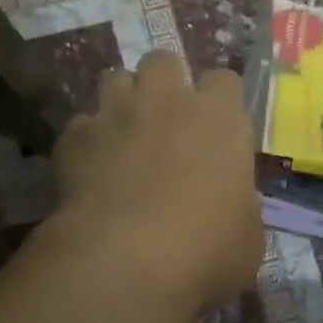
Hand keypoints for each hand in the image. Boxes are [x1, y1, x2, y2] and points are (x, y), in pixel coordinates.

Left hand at [52, 51, 263, 311]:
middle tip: (166, 119)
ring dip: (121, 100)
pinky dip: (87, 141)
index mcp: (221, 119)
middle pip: (163, 60)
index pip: (225, 80)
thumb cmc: (206, 250)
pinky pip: (81, 124)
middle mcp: (169, 101)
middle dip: (164, 82)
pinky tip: (90, 169)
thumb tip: (231, 205)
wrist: (126, 261)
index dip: (220, 99)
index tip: (218, 125)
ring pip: (114, 78)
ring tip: (124, 133)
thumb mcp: (247, 237)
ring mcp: (117, 113)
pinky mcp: (74, 137)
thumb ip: (240, 206)